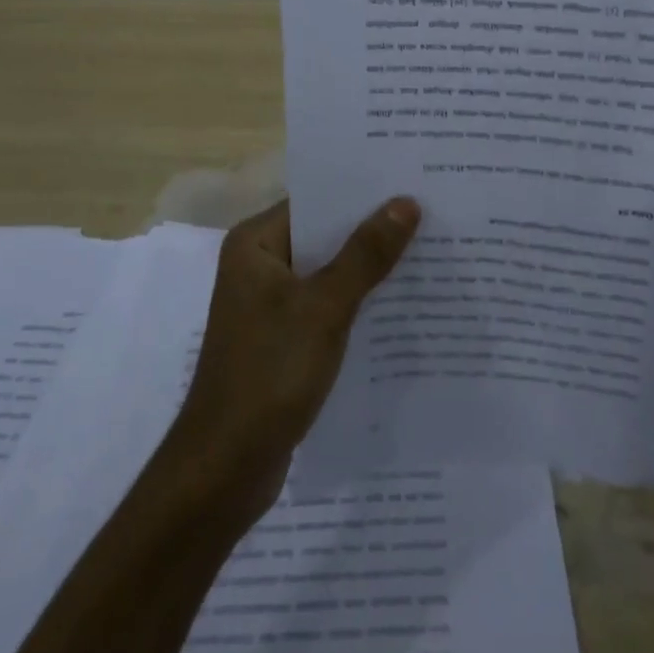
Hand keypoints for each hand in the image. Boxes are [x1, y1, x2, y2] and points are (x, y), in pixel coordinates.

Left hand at [169, 197, 420, 520]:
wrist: (223, 471)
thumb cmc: (268, 374)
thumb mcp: (324, 308)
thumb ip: (365, 254)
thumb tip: (405, 202)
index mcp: (255, 243)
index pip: (316, 201)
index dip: (362, 192)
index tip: (410, 181)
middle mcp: (259, 265)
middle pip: (324, 235)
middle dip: (372, 230)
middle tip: (429, 213)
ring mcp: (269, 305)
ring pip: (328, 272)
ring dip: (368, 268)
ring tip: (427, 251)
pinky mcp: (282, 339)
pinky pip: (326, 306)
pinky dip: (356, 303)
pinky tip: (400, 304)